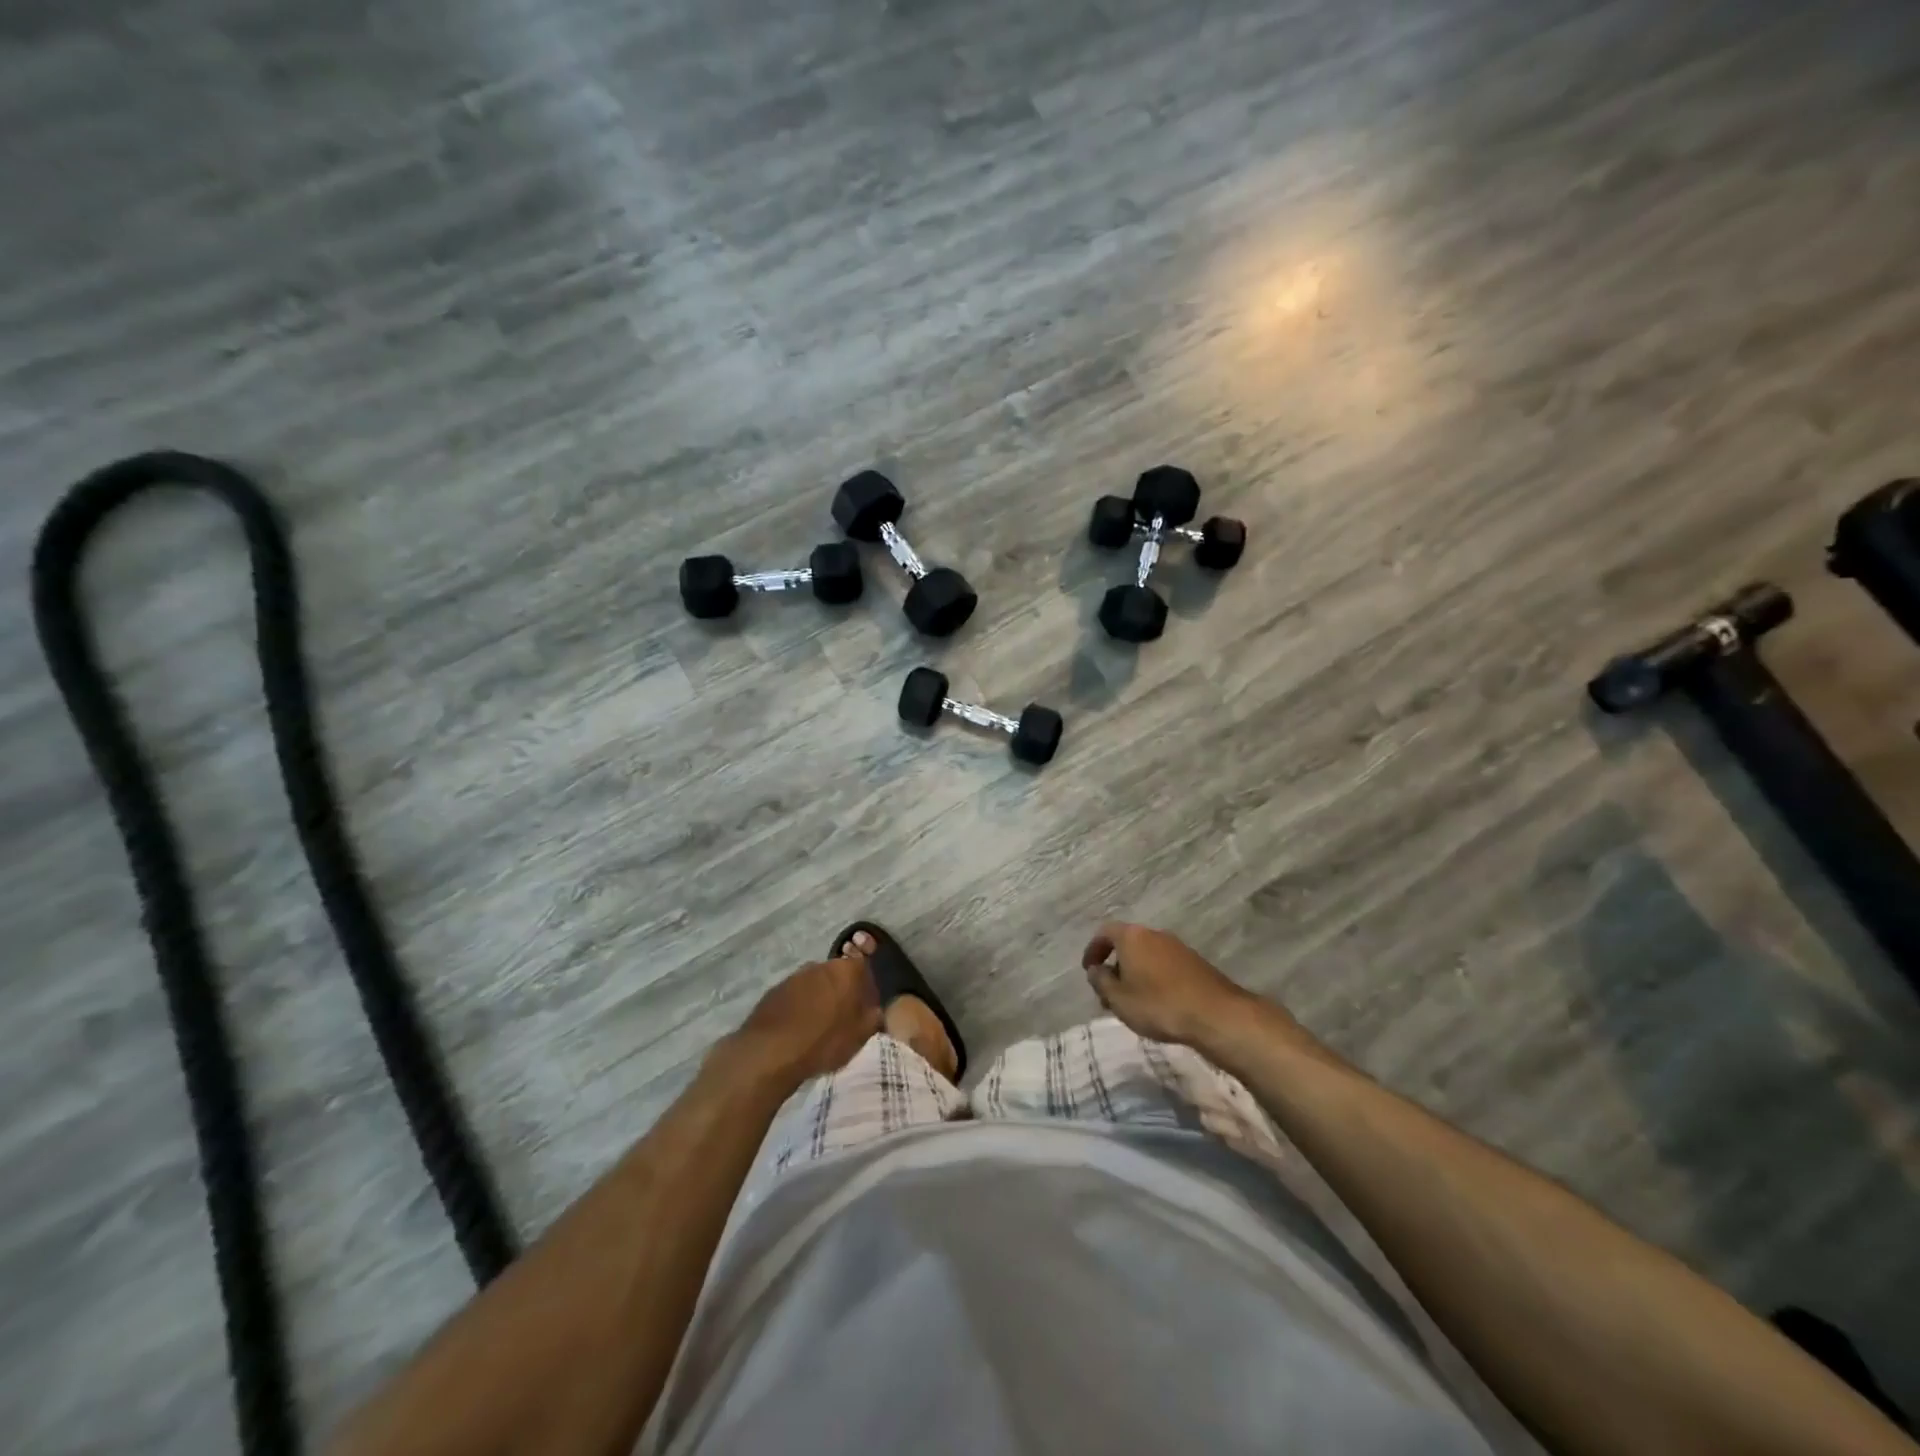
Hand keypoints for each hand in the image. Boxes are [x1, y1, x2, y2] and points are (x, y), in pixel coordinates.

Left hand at [731, 956, 881, 1085]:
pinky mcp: (775, 991)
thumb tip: (877, 1010)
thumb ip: (874, 1018)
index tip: (867, 1010)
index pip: (865, 970)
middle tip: (845, 1019)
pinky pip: (796, 996)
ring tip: (820, 1027)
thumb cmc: (824, 1041)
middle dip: (843, 993)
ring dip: (820, 999)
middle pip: (839, 975)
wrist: (771, 1051)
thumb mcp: (860, 1035)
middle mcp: (821, 964)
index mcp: (847, 970)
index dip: (868, 990)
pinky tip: (799, 1029)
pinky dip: (800, 1007)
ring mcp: (795, 976)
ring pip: (816, 985)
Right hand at [1081, 922, 1253, 1046]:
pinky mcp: (1194, 962)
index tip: (1089, 971)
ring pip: (1147, 955)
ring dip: (1135, 973)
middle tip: (1110, 992)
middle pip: (1127, 943)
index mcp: (1132, 936)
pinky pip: (1164, 964)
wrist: (1215, 1014)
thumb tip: (1095, 970)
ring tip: (1132, 1001)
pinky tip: (1157, 1002)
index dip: (1093, 950)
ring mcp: (1177, 946)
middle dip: (1115, 965)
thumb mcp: (1119, 999)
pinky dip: (1154, 977)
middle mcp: (1154, 934)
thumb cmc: (1159, 1005)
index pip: (1105, 932)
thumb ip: (1101, 982)